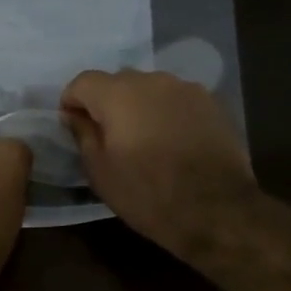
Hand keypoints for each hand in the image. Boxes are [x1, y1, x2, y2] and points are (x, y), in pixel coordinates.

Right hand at [60, 70, 259, 255]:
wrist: (218, 210)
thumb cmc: (148, 195)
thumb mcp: (101, 172)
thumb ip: (83, 135)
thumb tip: (74, 115)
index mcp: (118, 94)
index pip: (83, 81)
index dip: (72, 101)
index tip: (73, 125)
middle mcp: (152, 80)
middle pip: (118, 82)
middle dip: (107, 103)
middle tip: (109, 136)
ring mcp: (186, 88)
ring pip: (150, 89)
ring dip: (140, 106)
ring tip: (144, 139)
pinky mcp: (212, 103)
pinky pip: (177, 100)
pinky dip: (167, 113)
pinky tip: (173, 141)